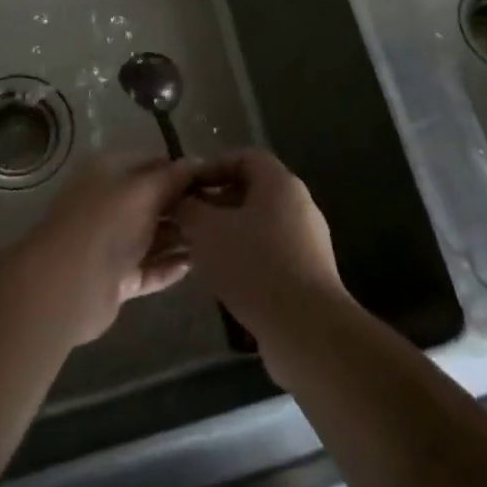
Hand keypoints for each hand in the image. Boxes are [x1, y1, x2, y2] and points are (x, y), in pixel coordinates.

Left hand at [10, 156, 199, 345]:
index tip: (213, 178)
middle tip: (221, 212)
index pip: (151, 163)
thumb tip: (196, 162)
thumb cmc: (107, 223)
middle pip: (153, 200)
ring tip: (217, 239)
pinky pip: (149, 268)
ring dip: (180, 237)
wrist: (69, 285)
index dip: (180, 169)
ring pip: (152, 236)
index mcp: (109, 173)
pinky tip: (195, 264)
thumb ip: (172, 177)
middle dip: (184, 205)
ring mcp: (111, 243)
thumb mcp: (144, 190)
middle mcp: (109, 203)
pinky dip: (169, 266)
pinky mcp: (116, 278)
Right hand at [172, 149, 348, 361]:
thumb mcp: (207, 231)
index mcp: (280, 183)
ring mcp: (307, 241)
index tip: (186, 188)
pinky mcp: (307, 274)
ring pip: (258, 225)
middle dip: (215, 204)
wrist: (305, 329)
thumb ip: (188, 209)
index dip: (212, 167)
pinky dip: (244, 258)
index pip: (244, 157)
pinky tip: (223, 279)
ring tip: (198, 252)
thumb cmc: (254, 265)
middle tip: (186, 222)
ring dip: (227, 234)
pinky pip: (269, 252)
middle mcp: (299, 205)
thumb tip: (179, 200)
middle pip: (251, 191)